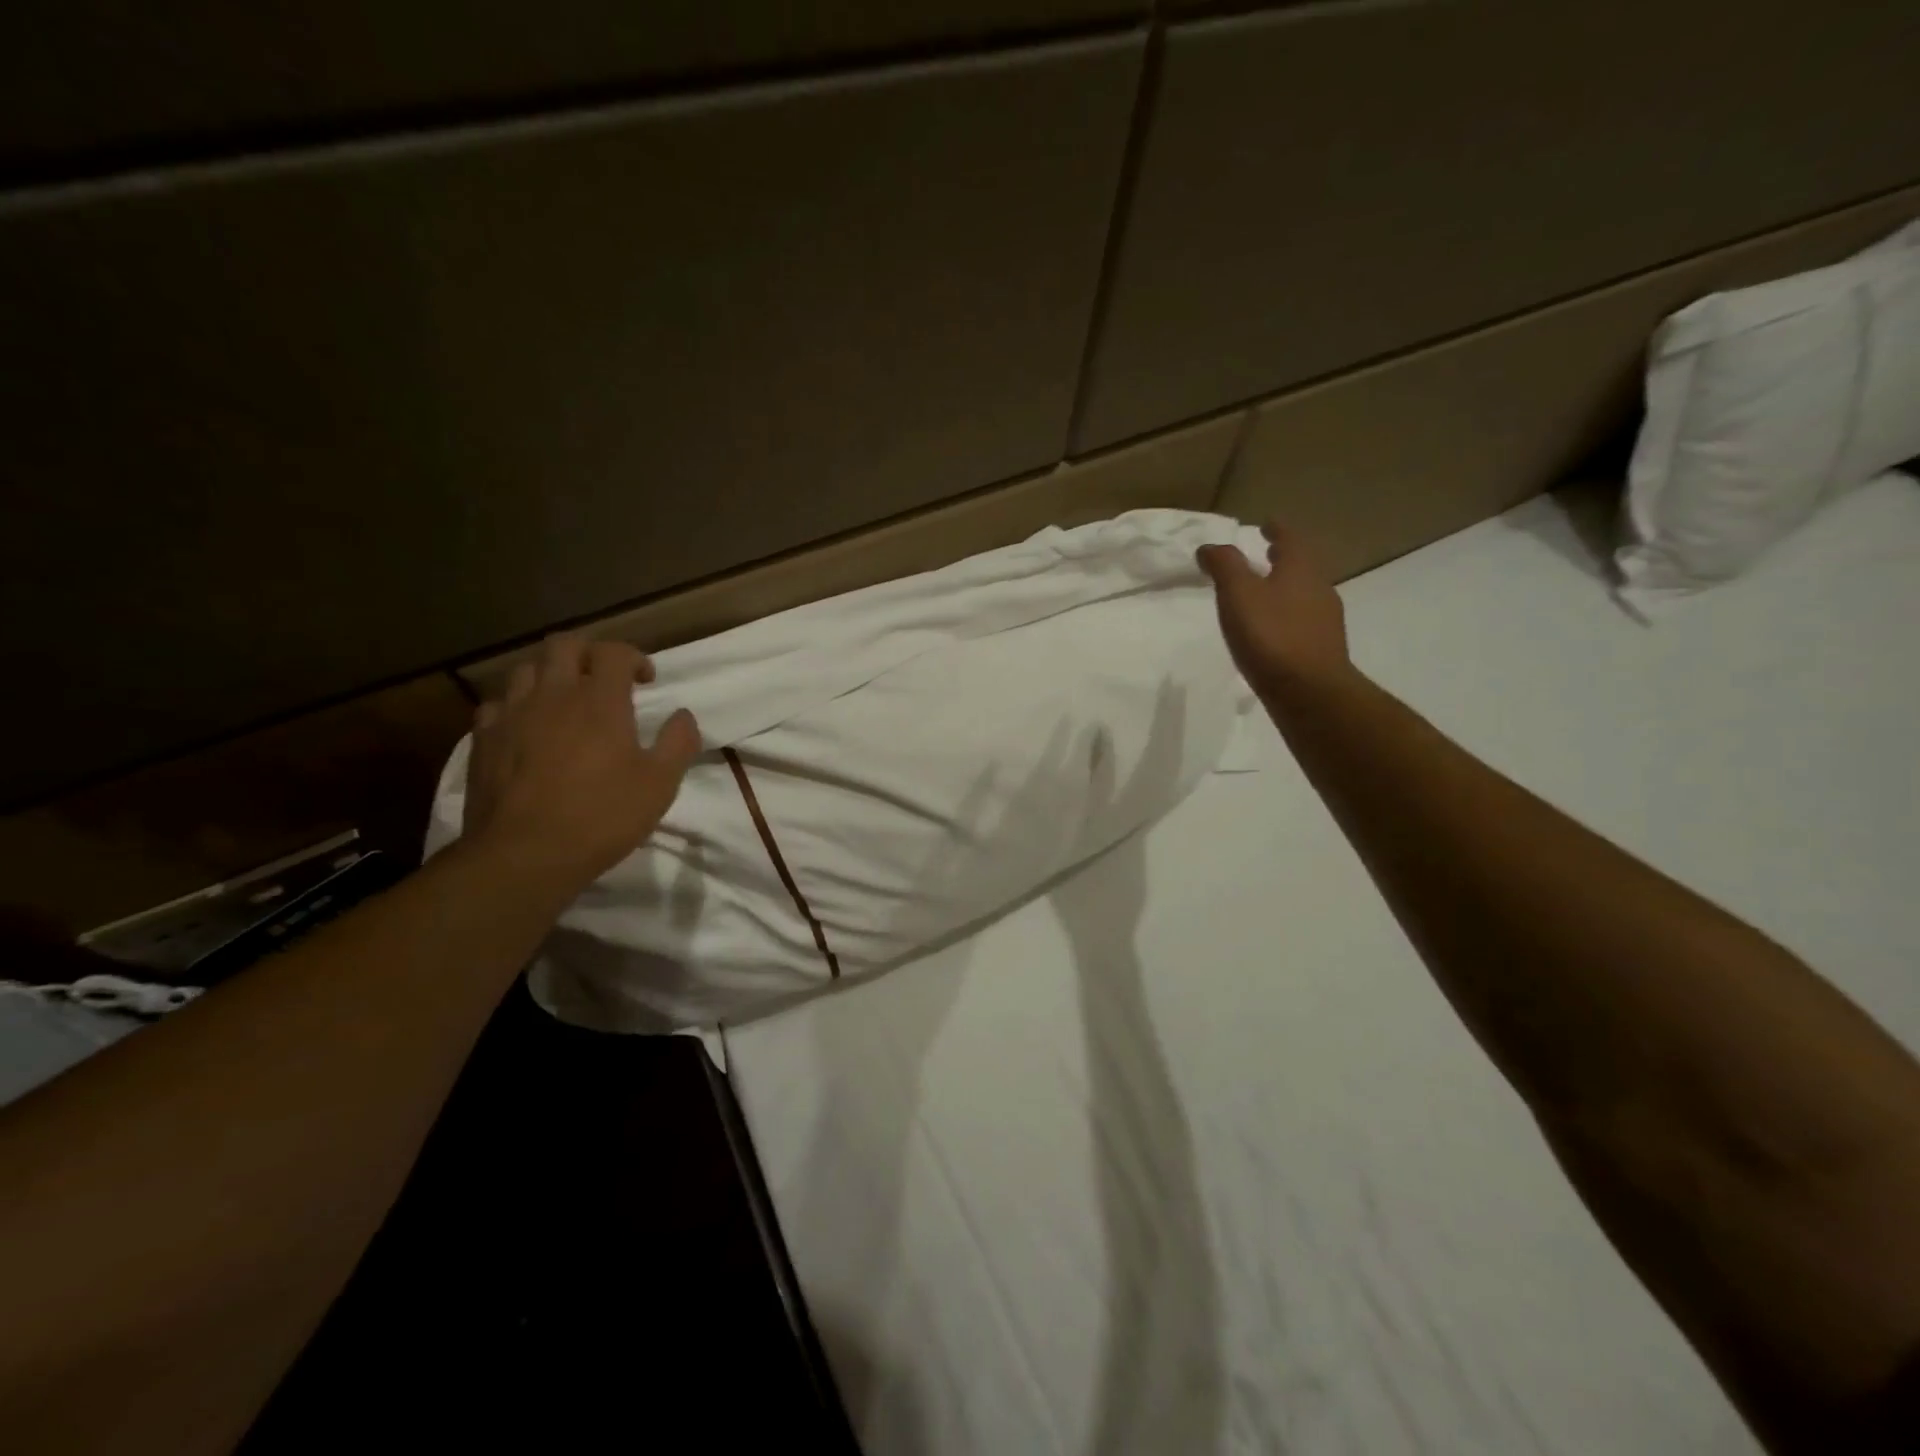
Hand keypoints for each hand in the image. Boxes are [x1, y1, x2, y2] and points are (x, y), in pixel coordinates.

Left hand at [462, 634, 701, 891]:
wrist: (524, 856)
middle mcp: (553, 695)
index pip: (613, 652)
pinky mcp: (482, 739)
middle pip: (564, 644)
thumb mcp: (660, 784)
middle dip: (588, 653)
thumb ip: (678, 743)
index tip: (645, 680)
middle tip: (604, 679)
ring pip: (526, 669)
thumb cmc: (602, 817)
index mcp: (600, 701)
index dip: (633, 657)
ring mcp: (512, 715)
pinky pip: (497, 704)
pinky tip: (526, 727)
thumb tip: (683, 715)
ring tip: (565, 700)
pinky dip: (516, 705)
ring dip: (550, 675)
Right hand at [1196, 523, 1350, 696]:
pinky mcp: (1322, 649)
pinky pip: (1303, 621)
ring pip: (1304, 593)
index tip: (1267, 524)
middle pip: (1302, 565)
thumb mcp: (1238, 594)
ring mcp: (1325, 621)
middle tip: (1267, 554)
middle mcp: (1319, 589)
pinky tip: (1273, 630)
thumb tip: (1209, 547)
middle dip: (1284, 558)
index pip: (1291, 538)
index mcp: (1300, 569)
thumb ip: (1224, 566)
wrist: (1309, 692)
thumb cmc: (1271, 636)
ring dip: (1286, 588)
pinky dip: (1288, 615)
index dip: (1277, 529)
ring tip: (1265, 593)